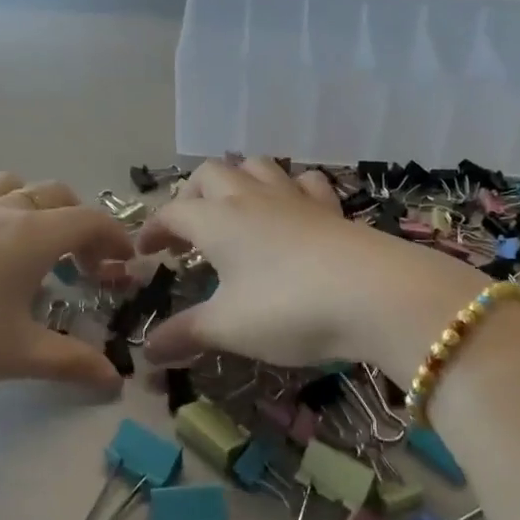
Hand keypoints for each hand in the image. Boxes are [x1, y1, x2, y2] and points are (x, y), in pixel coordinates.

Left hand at [0, 173, 132, 410]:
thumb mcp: (16, 355)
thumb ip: (71, 363)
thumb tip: (114, 381)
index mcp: (30, 234)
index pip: (89, 220)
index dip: (116, 240)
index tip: (127, 269)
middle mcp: (1, 211)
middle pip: (58, 197)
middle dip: (83, 226)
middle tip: (86, 270)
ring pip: (17, 189)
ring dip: (42, 211)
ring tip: (39, 253)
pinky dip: (6, 214)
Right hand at [134, 158, 487, 384]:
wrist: (374, 294)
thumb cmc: (287, 307)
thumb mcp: (229, 328)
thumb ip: (185, 335)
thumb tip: (147, 354)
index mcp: (217, 220)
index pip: (172, 213)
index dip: (153, 229)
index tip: (145, 252)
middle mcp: (251, 197)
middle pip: (210, 174)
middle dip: (191, 195)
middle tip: (188, 229)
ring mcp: (294, 197)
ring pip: (256, 166)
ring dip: (238, 180)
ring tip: (234, 210)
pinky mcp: (331, 207)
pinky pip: (304, 182)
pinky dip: (290, 188)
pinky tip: (292, 209)